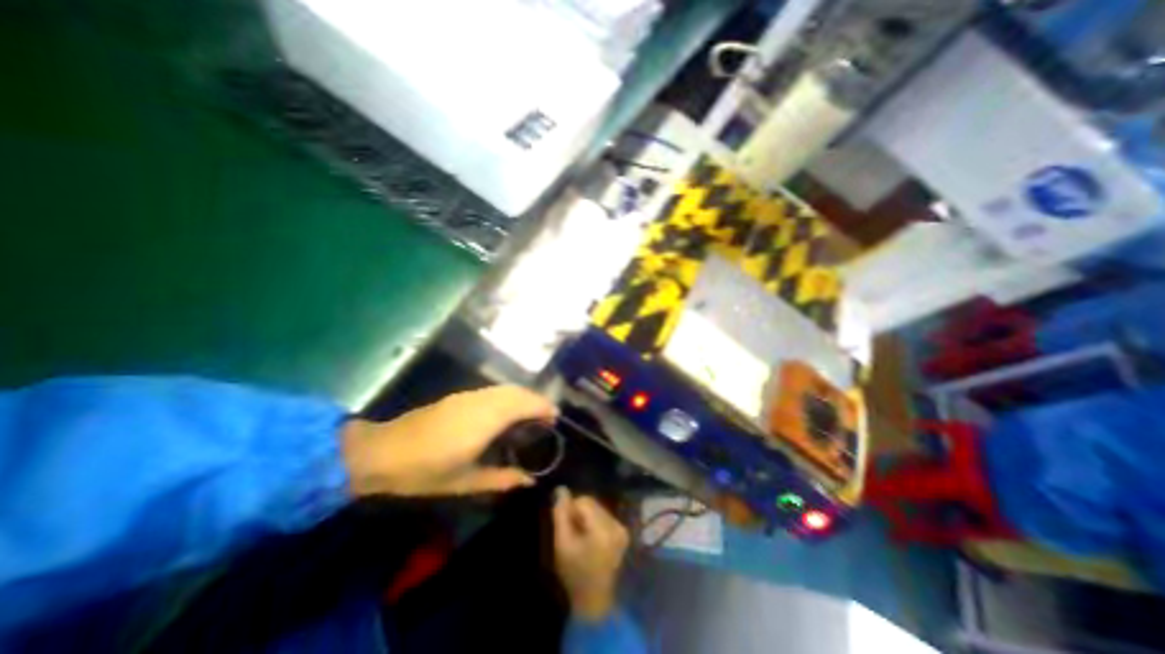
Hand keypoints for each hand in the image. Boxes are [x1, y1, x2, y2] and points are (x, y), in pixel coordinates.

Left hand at [339, 387, 556, 496]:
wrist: (381, 452)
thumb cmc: (424, 471)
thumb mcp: (465, 482)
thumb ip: (501, 479)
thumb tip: (529, 481)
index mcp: (486, 420)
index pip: (524, 403)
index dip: (543, 407)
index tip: (555, 418)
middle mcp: (481, 401)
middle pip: (517, 391)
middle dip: (536, 400)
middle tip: (546, 417)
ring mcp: (469, 396)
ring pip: (505, 388)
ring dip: (522, 396)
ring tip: (530, 414)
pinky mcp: (459, 396)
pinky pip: (493, 391)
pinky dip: (508, 396)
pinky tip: (506, 412)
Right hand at [553, 487, 627, 619]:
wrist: (594, 600)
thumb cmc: (574, 573)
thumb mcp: (562, 543)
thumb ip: (561, 514)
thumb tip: (561, 488)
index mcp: (602, 529)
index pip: (584, 500)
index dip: (571, 509)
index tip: (566, 527)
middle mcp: (616, 525)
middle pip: (592, 503)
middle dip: (579, 513)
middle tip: (573, 533)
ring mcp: (622, 529)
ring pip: (598, 508)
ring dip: (587, 517)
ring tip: (581, 537)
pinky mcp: (623, 532)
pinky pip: (604, 516)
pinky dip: (595, 522)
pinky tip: (591, 539)